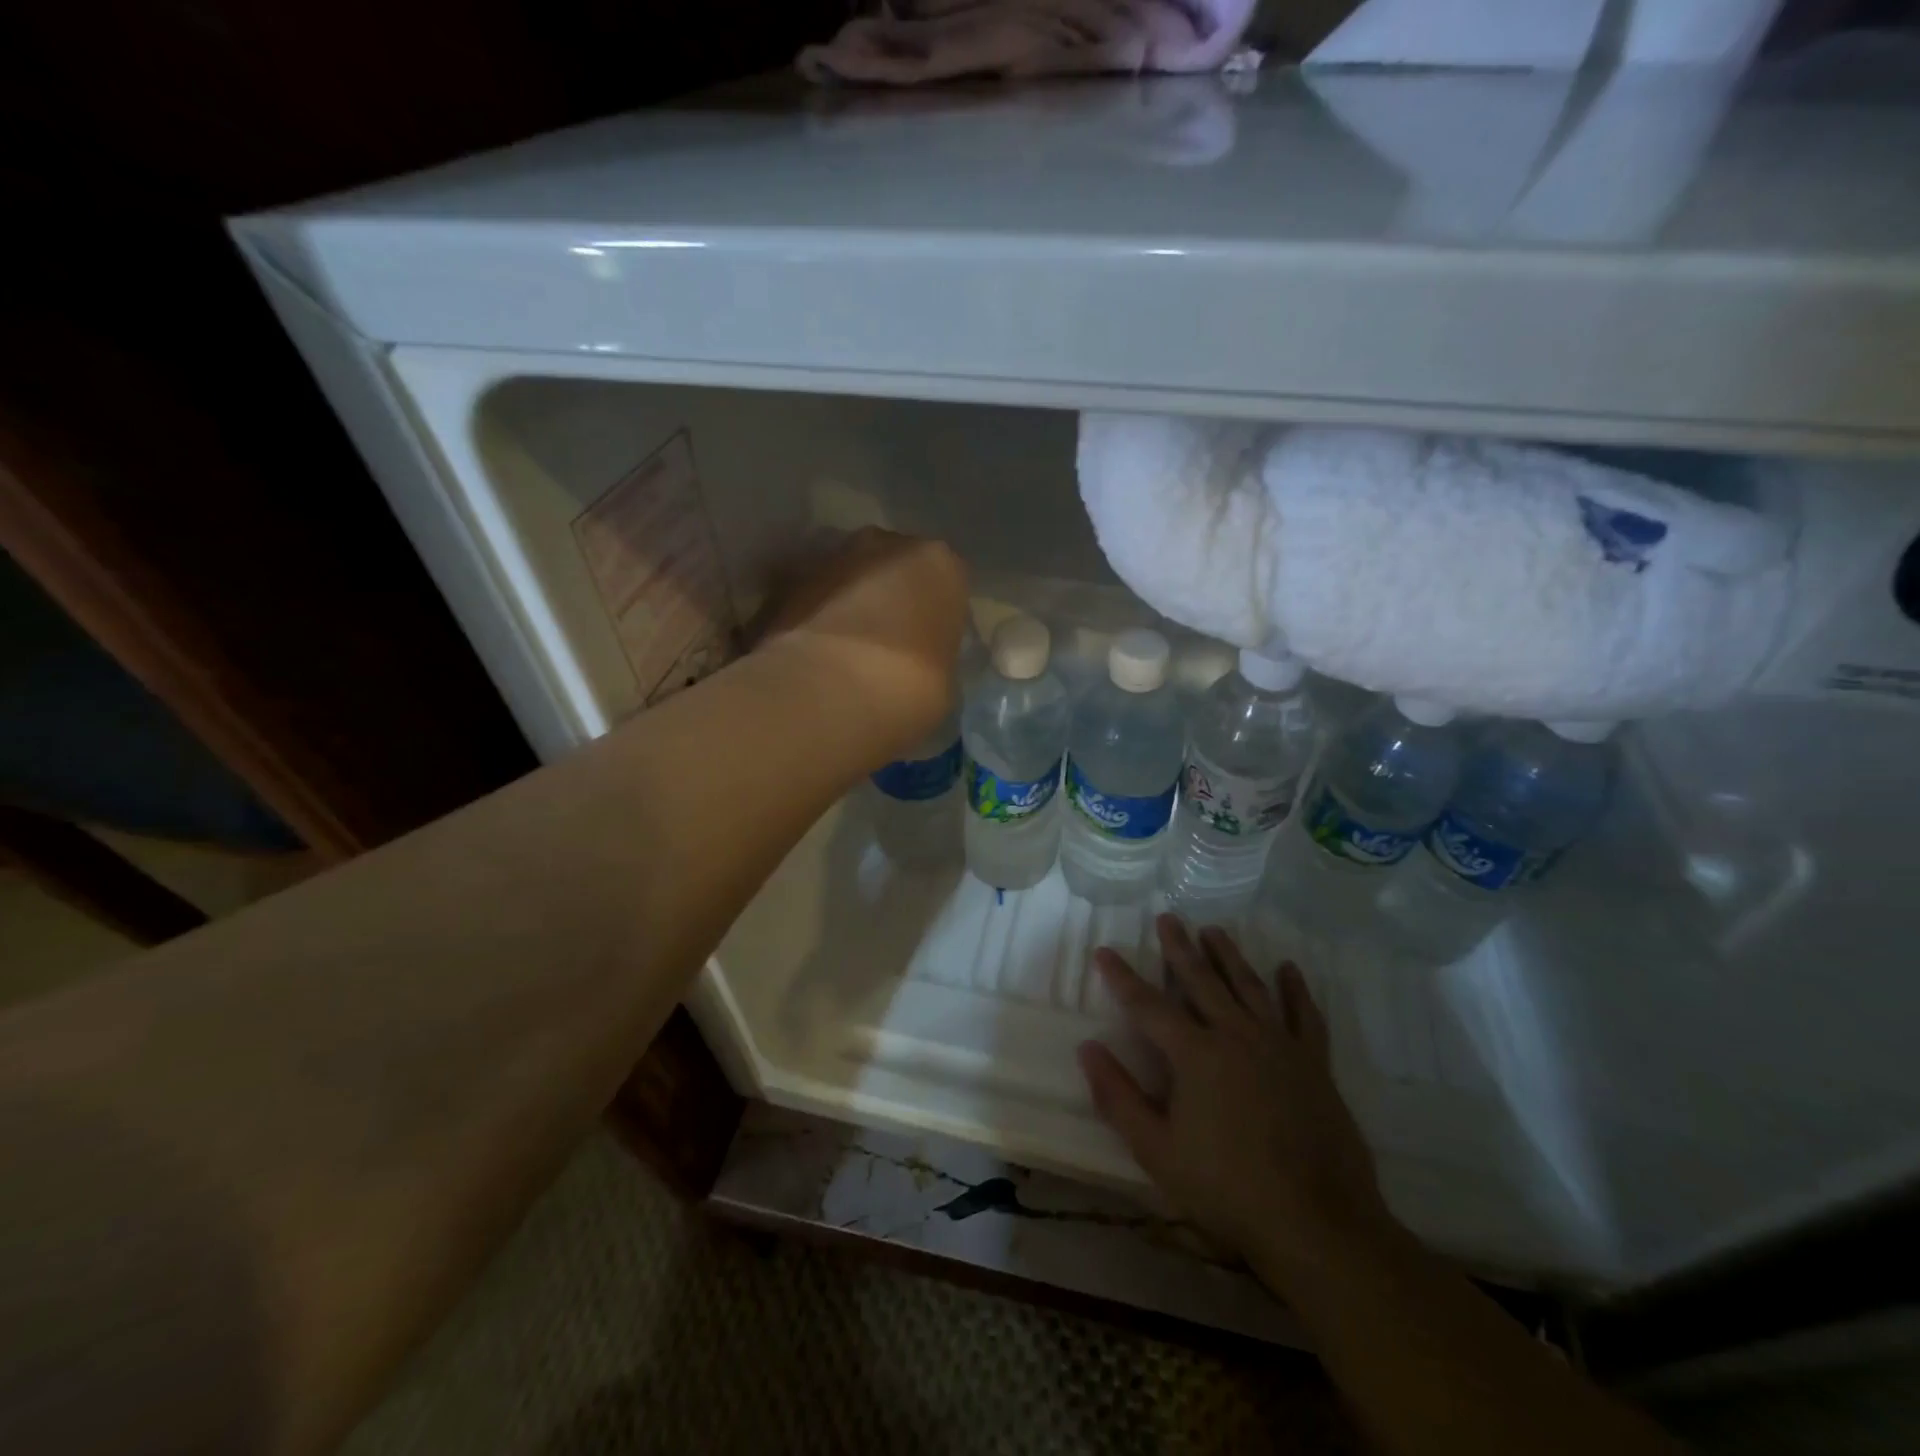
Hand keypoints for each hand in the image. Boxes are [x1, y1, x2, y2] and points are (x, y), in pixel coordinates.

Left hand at [759, 527, 968, 759]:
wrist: (826, 692)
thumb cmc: (908, 686)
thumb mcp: (945, 680)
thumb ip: (935, 654)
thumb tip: (919, 661)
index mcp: (940, 564)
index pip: (946, 583)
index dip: (936, 616)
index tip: (928, 647)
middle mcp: (887, 543)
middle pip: (895, 567)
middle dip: (890, 598)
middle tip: (887, 645)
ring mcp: (833, 555)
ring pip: (851, 577)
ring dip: (850, 603)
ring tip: (847, 652)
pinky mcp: (788, 580)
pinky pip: (815, 597)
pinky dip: (816, 617)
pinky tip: (817, 654)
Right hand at [1078, 916, 1397, 1281]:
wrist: (1317, 1224)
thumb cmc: (1227, 1189)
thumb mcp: (1156, 1150)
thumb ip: (1118, 1097)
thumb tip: (1087, 1048)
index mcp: (1195, 1054)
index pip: (1147, 1005)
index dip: (1122, 977)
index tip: (1104, 951)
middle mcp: (1235, 1035)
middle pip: (1201, 980)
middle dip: (1180, 948)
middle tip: (1168, 918)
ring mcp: (1279, 1045)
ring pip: (1249, 986)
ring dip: (1229, 956)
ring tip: (1214, 930)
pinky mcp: (1314, 1063)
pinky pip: (1304, 1015)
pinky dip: (1296, 989)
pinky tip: (1288, 969)